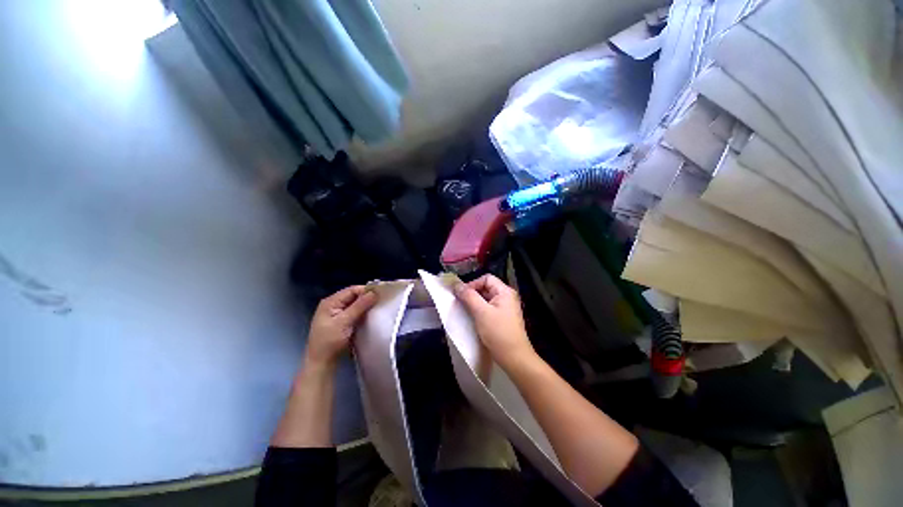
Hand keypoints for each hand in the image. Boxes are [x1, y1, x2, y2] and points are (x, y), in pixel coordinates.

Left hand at [305, 286, 376, 368]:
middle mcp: (333, 305)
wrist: (321, 363)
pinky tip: (371, 316)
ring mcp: (337, 314)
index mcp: (331, 302)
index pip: (352, 290)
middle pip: (354, 296)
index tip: (381, 294)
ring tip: (378, 308)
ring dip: (366, 306)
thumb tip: (374, 292)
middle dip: (367, 298)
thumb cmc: (330, 342)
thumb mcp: (344, 322)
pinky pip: (355, 312)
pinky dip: (363, 313)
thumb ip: (359, 306)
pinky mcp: (342, 322)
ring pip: (356, 304)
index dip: (366, 290)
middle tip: (382, 301)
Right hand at [454, 274, 536, 369]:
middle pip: (486, 287)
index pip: (486, 278)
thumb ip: (468, 296)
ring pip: (486, 299)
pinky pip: (488, 308)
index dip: (473, 284)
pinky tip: (473, 318)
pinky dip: (480, 310)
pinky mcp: (503, 318)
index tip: (462, 295)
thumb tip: (457, 285)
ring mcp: (506, 308)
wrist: (514, 358)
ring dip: (475, 303)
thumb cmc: (498, 332)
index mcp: (505, 291)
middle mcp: (507, 297)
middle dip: (472, 294)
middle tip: (461, 303)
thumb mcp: (481, 312)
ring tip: (465, 311)